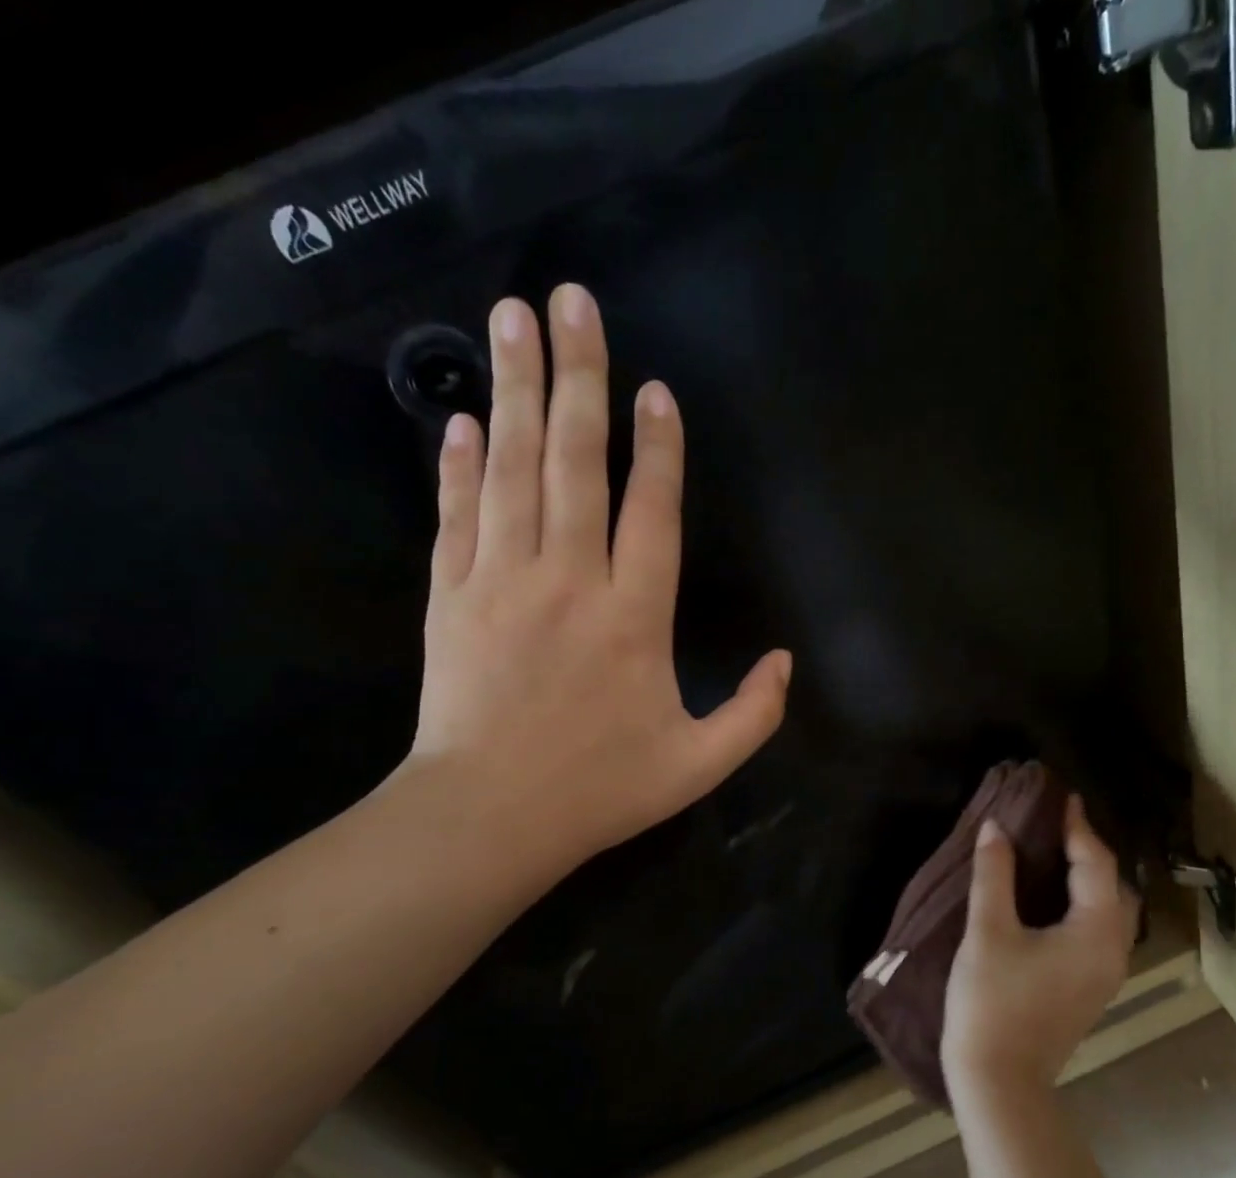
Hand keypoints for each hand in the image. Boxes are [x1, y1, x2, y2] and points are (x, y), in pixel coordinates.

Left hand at [403, 284, 791, 862]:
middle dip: (578, 376)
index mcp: (634, 618)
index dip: (656, 447)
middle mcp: (569, 581)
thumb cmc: (600, 790)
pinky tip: (463, 419)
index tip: (655, 389)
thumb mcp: (699, 765)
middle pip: (574, 462)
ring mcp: (502, 582)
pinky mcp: (451, 597)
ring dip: (515, 391)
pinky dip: (458, 464)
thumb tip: (784, 660)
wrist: (489, 817)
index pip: (650, 511)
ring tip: (512, 320)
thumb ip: (755, 714)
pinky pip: (456, 515)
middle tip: (571, 301)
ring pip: (511, 470)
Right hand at [942, 797, 1140, 1101]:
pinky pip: (1097, 930)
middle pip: (1113, 888)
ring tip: (1055, 854)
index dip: (1079, 828)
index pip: (1096, 865)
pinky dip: (1082, 904)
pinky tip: (1052, 898)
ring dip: (1088, 879)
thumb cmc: (992, 1001)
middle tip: (1057, 826)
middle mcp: (1112, 951)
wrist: (999, 1081)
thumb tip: (995, 827)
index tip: (1064, 797)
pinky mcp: (1088, 988)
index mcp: (1095, 933)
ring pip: (1108, 912)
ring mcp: (1104, 974)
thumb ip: (994, 874)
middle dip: (1090, 852)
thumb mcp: (987, 931)